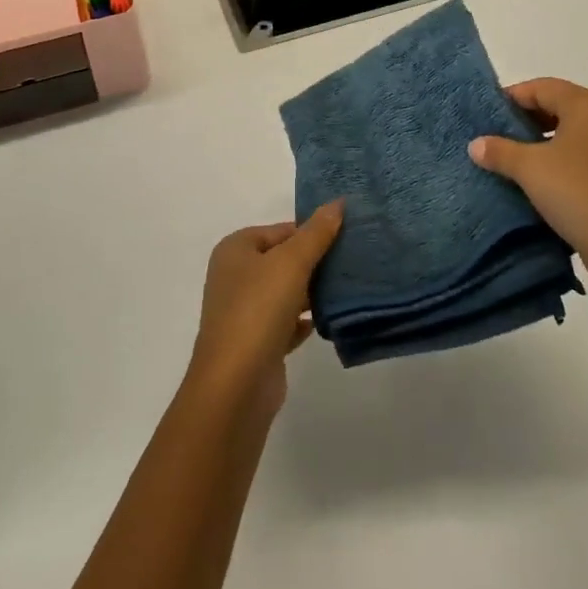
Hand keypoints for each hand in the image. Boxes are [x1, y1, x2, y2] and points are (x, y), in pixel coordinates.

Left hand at [189, 201, 343, 416]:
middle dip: (315, 262)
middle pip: (283, 260)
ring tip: (347, 288)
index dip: (312, 232)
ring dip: (312, 292)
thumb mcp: (292, 262)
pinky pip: (286, 323)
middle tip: (352, 262)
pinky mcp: (256, 343)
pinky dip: (304, 321)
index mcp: (236, 249)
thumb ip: (316, 232)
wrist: (235, 386)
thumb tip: (337, 202)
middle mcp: (235, 276)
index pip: (281, 230)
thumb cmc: (259, 310)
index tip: (346, 237)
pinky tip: (327, 321)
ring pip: (286, 292)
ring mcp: (244, 312)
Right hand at [469, 78, 587, 270]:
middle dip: (529, 118)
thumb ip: (499, 151)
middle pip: (561, 105)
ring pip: (576, 130)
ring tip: (519, 158)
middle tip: (500, 135)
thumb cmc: (576, 193)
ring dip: (547, 139)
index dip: (512, 98)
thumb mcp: (529, 169)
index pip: (542, 87)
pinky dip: (566, 157)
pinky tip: (546, 178)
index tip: (489, 116)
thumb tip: (476, 144)